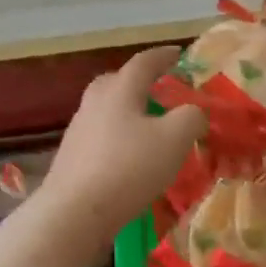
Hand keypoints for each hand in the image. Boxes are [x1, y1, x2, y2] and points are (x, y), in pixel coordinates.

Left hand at [40, 47, 207, 236]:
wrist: (74, 213)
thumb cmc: (129, 167)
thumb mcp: (175, 138)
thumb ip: (192, 117)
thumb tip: (194, 112)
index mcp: (120, 89)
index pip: (144, 62)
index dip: (165, 56)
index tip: (180, 54)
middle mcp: (95, 101)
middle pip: (118, 81)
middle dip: (140, 82)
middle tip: (161, 91)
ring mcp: (79, 129)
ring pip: (108, 109)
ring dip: (129, 112)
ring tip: (151, 127)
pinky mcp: (72, 157)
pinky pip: (101, 135)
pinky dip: (119, 137)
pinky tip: (131, 157)